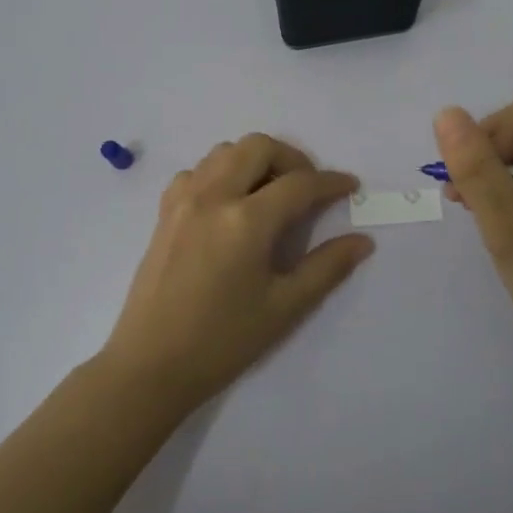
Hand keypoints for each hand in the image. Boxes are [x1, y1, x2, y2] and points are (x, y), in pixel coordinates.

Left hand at [103, 134, 374, 409]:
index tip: (351, 186)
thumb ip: (326, 268)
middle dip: (292, 159)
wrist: (151, 365)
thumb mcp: (284, 308)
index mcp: (246, 221)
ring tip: (271, 193)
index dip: (331, 182)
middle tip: (308, 189)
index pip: (299, 184)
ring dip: (254, 160)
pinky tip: (230, 204)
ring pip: (224, 151)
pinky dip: (220, 173)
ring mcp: (183, 201)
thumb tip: (362, 241)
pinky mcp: (164, 213)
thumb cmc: (222, 341)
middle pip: (258, 147)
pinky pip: (197, 171)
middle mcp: (213, 197)